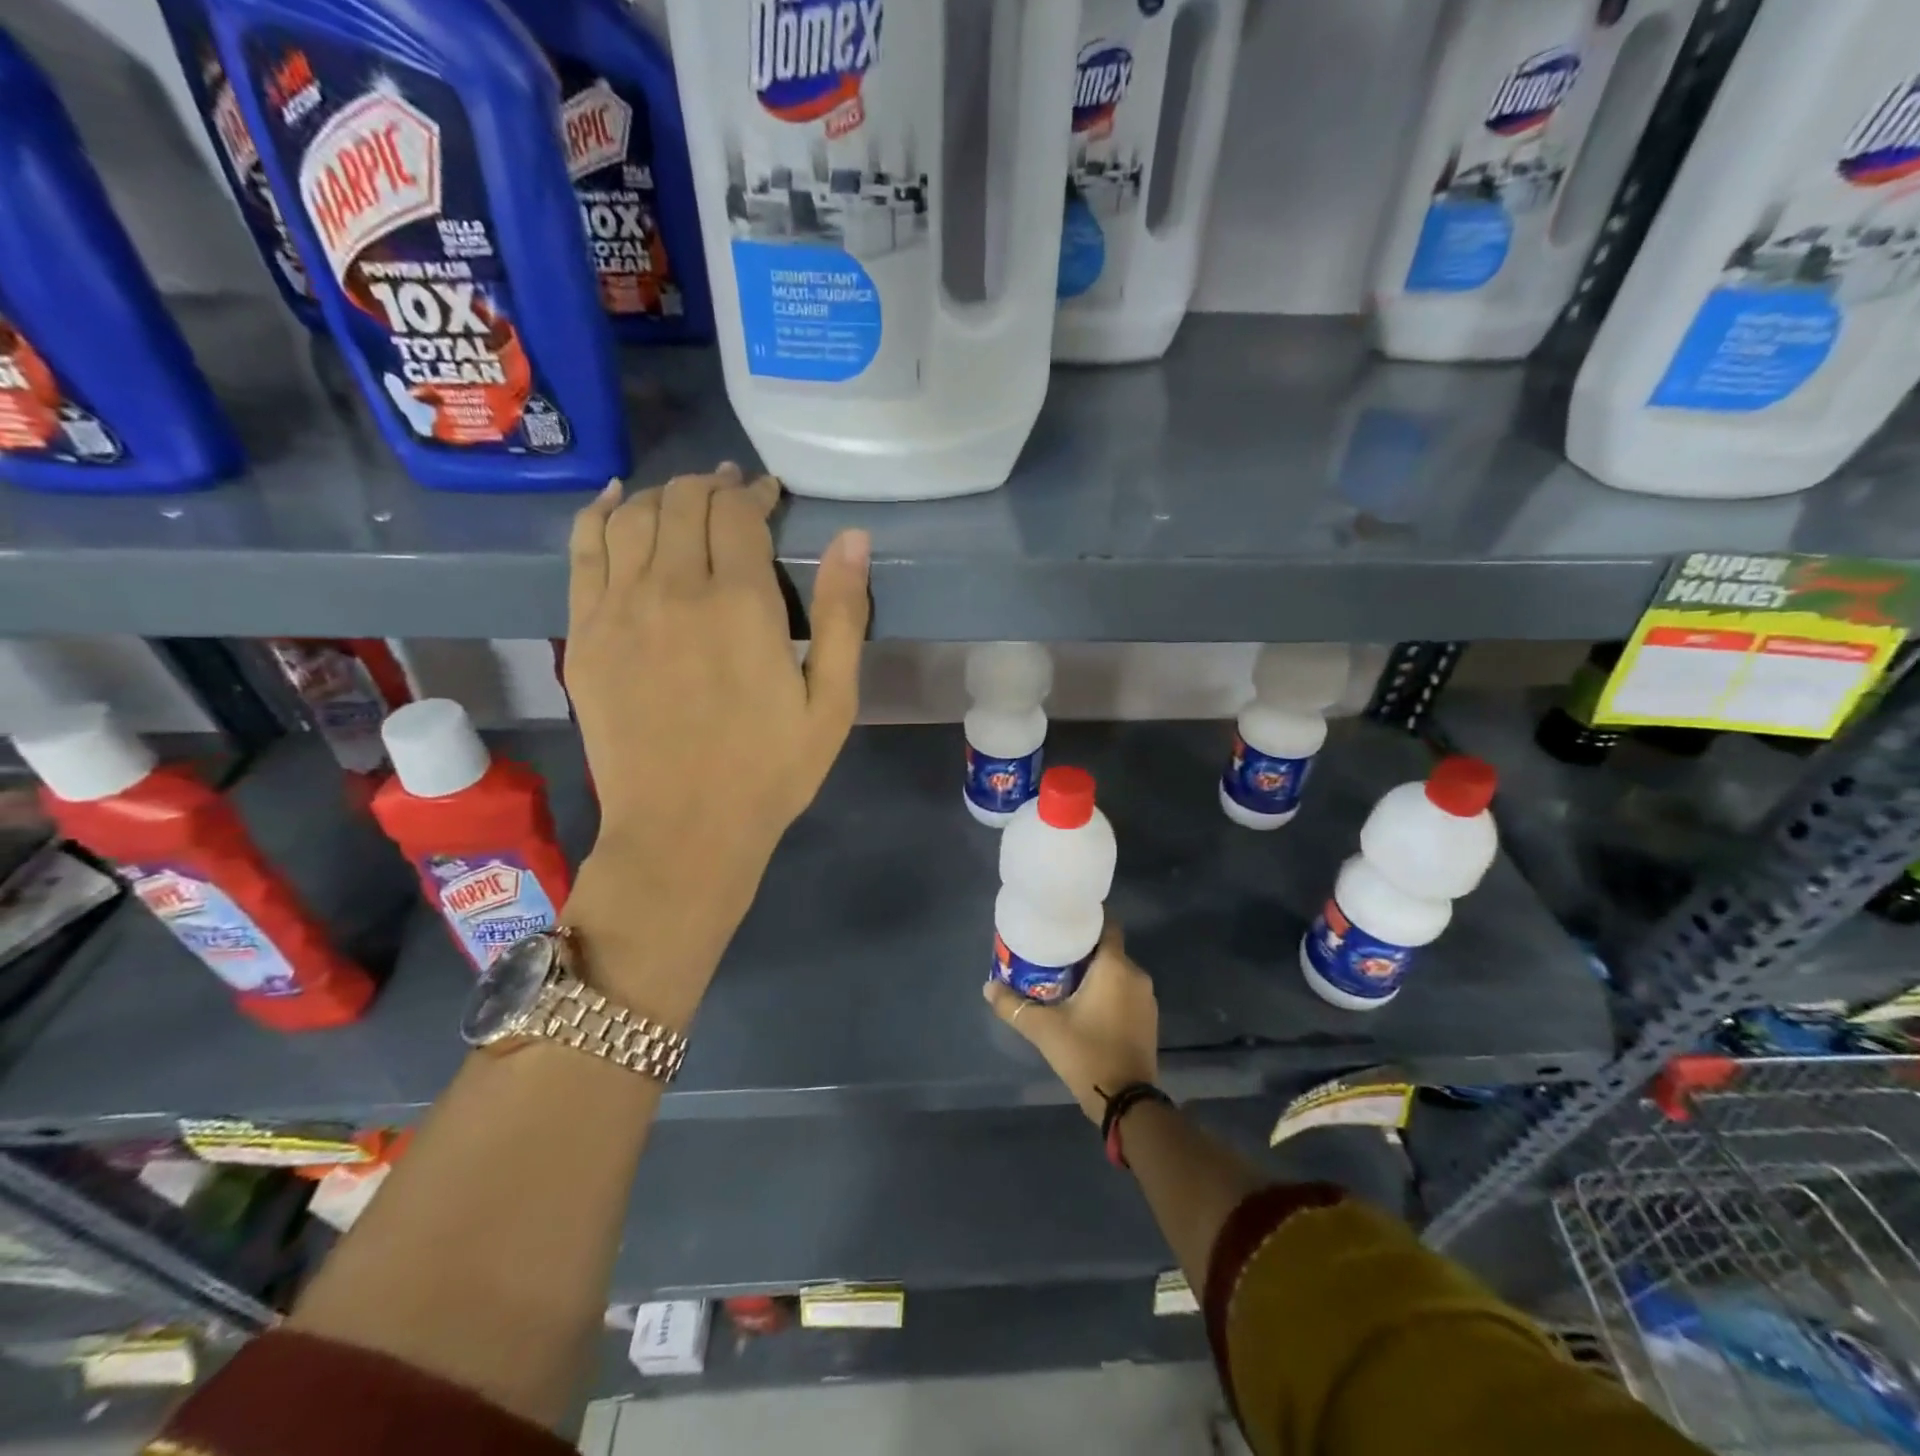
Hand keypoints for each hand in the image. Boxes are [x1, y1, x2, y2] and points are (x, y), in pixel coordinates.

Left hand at [562, 465, 869, 980]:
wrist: (682, 831)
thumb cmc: (770, 772)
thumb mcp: (832, 703)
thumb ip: (844, 614)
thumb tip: (853, 537)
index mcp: (741, 605)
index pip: (739, 515)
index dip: (755, 494)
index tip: (769, 495)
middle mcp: (674, 590)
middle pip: (684, 504)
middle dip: (712, 487)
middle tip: (733, 493)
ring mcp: (619, 609)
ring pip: (632, 516)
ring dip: (663, 495)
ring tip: (684, 500)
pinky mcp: (583, 634)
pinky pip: (583, 551)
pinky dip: (599, 514)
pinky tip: (614, 500)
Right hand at [984, 925, 1158, 1122]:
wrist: (1126, 1101)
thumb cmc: (1086, 1052)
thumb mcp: (1043, 1028)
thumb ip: (1013, 1005)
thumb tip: (987, 987)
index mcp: (1115, 966)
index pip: (1108, 925)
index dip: (1088, 920)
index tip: (1064, 922)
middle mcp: (1136, 975)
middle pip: (1109, 949)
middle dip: (1084, 950)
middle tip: (1055, 954)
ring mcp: (1146, 999)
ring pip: (1118, 972)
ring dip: (1097, 973)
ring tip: (1066, 979)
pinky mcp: (1149, 1020)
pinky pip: (1126, 992)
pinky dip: (1109, 992)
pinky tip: (1087, 1005)